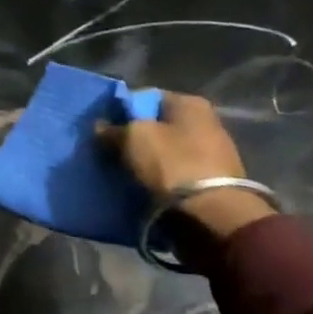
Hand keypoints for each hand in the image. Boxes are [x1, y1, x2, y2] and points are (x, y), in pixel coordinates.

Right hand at [97, 93, 274, 241]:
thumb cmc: (172, 164)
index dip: (121, 111)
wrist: (211, 215)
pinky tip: (144, 186)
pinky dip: (160, 177)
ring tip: (124, 172)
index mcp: (189, 103)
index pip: (145, 97)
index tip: (104, 129)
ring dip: (146, 159)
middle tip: (110, 151)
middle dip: (133, 137)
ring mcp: (211, 152)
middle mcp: (205, 121)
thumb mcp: (132, 138)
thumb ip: (113, 129)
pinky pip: (175, 171)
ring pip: (165, 149)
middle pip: (157, 124)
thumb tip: (100, 127)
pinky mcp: (212, 180)